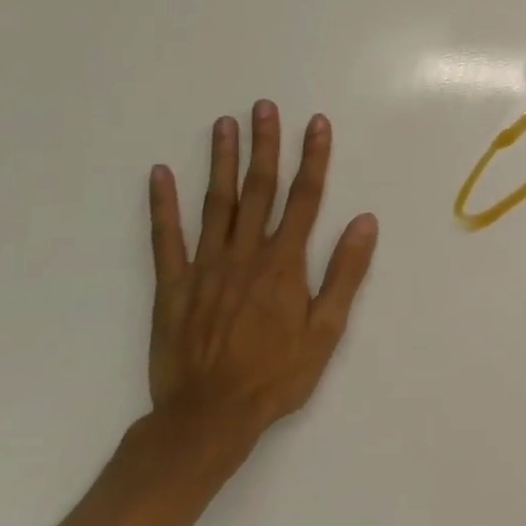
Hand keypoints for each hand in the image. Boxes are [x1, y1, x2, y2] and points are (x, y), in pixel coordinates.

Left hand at [147, 100, 378, 444]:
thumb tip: (365, 221)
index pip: (305, 198)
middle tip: (264, 107)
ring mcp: (205, 267)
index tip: (316, 124)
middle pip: (259, 189)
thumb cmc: (277, 375)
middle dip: (264, 145)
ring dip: (221, 161)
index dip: (313, 158)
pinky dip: (161, 205)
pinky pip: (165, 239)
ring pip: (216, 204)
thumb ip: (345, 272)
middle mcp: (245, 254)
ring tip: (224, 124)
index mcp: (284, 264)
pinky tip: (159, 174)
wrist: (208, 418)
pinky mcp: (173, 285)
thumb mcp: (326, 330)